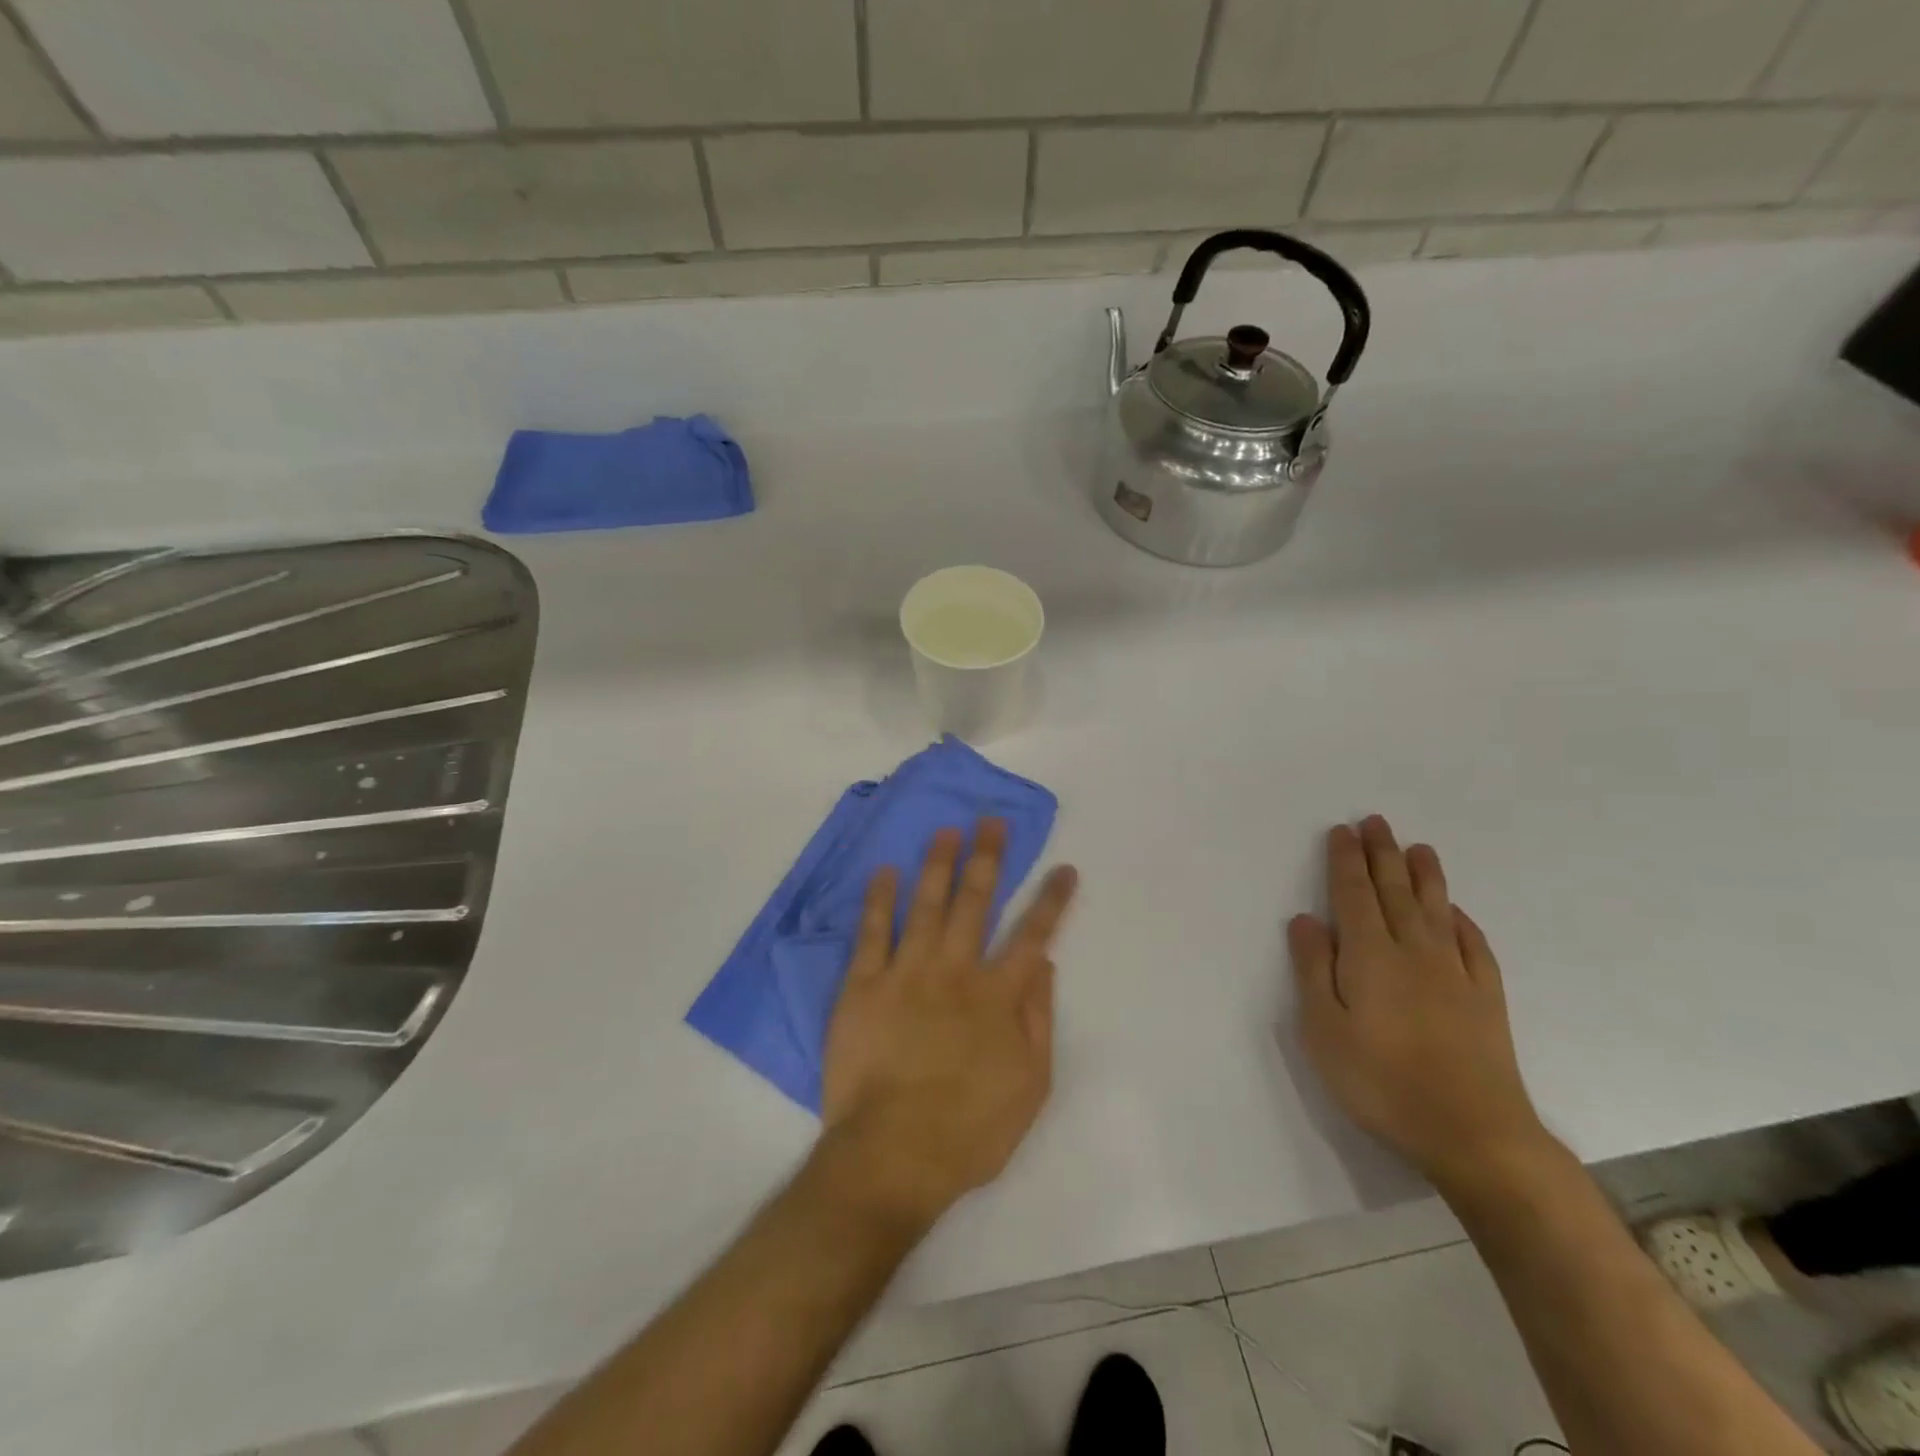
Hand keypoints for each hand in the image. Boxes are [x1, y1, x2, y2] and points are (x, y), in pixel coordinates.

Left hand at [818, 819, 1077, 1227]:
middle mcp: (954, 971)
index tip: (1063, 867)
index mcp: (998, 995)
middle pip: (975, 902)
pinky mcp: (863, 986)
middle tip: (991, 822)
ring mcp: (906, 973)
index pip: (1033, 934)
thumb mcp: (1030, 1085)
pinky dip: (880, 900)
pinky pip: (872, 933)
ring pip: (926, 905)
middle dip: (988, 858)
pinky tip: (885, 872)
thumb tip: (1043, 963)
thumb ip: (1039, 1018)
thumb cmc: (970, 1130)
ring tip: (946, 831)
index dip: (1051, 899)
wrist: (891, 1155)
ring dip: (938, 864)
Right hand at [1288, 816, 1548, 1190]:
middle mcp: (1413, 951)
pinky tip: (1457, 913)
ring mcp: (1455, 973)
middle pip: (1394, 891)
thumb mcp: (1323, 1029)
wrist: (1472, 1132)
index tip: (1342, 831)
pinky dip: (1463, 921)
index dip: (1346, 860)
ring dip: (1425, 876)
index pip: (1353, 894)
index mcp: (1369, 955)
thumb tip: (1305, 919)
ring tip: (1419, 848)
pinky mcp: (1486, 998)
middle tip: (1377, 822)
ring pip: (1436, 910)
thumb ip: (1313, 970)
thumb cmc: (1380, 1081)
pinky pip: (1474, 945)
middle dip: (1382, 854)